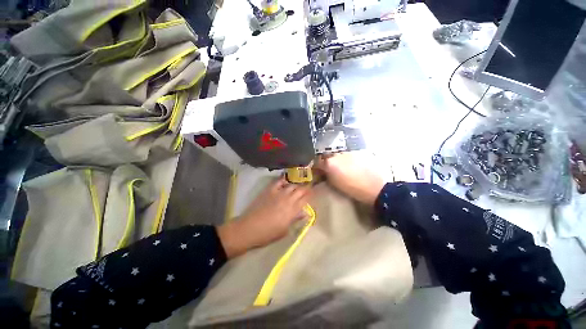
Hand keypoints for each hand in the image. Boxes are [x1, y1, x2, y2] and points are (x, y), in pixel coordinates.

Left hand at [217, 177, 312, 257]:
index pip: (305, 199)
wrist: (250, 228)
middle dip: (306, 188)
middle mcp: (288, 199)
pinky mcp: (270, 190)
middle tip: (308, 188)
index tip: (313, 193)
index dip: (310, 195)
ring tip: (299, 184)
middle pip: (300, 190)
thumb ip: (295, 219)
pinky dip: (284, 179)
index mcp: (293, 210)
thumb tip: (305, 213)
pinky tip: (287, 180)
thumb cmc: (269, 233)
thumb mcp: (285, 230)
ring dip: (297, 184)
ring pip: (292, 185)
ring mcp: (278, 193)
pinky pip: (279, 182)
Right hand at [315, 152, 384, 205]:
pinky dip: (347, 160)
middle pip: (327, 157)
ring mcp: (348, 152)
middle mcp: (337, 154)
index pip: (317, 162)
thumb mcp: (334, 184)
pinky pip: (348, 155)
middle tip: (329, 170)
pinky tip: (352, 167)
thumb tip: (322, 173)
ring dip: (337, 161)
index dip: (316, 167)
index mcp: (329, 163)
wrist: (375, 187)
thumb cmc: (352, 189)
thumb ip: (325, 176)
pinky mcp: (358, 153)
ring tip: (342, 169)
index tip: (317, 172)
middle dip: (326, 163)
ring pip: (338, 155)